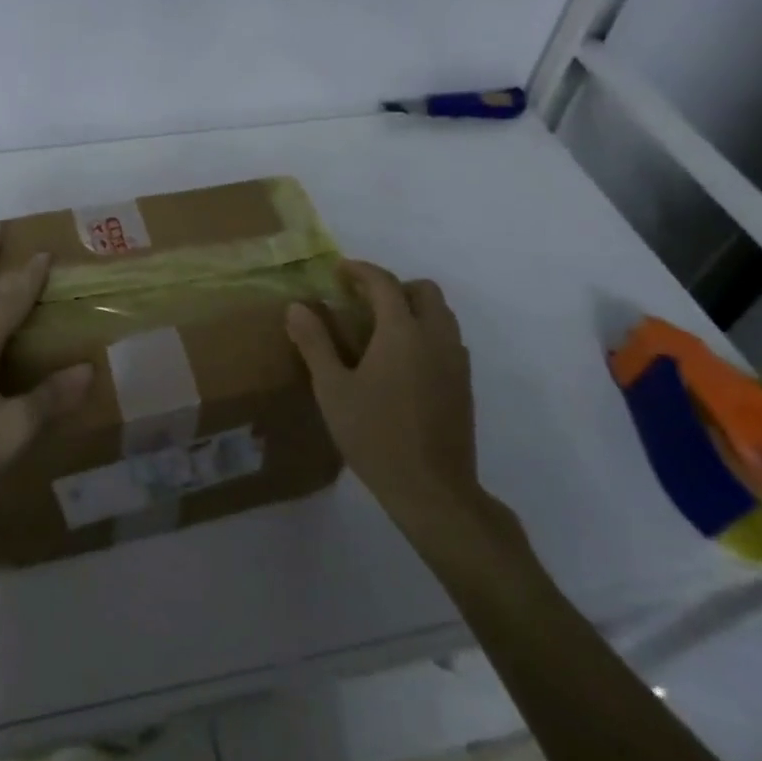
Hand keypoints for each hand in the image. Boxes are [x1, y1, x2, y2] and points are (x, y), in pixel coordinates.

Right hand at [286, 261, 489, 526]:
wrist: (432, 490)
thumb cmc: (375, 435)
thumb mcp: (333, 389)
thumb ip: (315, 343)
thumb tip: (297, 307)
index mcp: (403, 332)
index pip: (384, 283)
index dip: (361, 271)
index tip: (339, 270)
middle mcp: (436, 337)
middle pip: (424, 291)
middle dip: (394, 286)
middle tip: (363, 301)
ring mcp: (456, 361)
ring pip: (442, 315)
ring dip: (414, 308)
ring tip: (381, 330)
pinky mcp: (464, 385)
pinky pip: (448, 340)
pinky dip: (427, 333)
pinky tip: (402, 362)